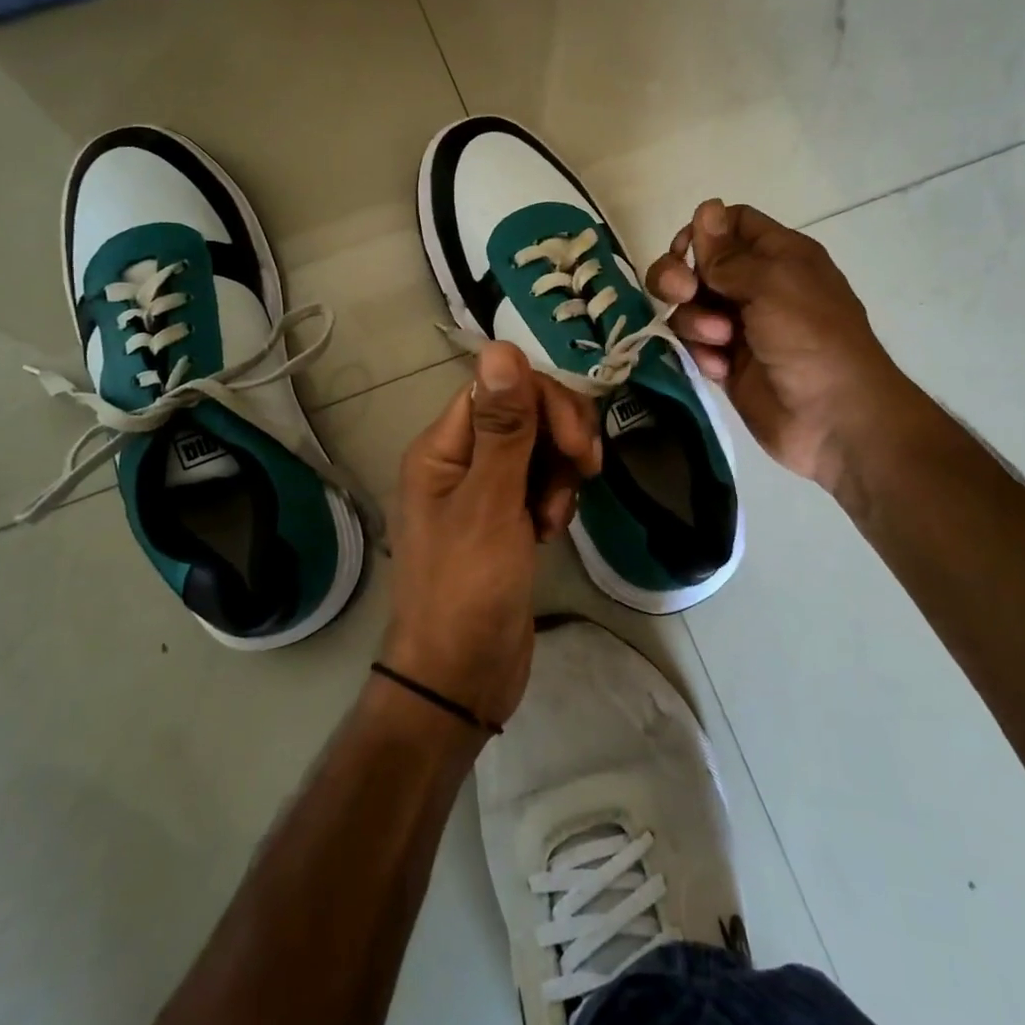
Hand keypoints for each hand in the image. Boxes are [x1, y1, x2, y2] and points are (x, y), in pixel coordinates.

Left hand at [382, 342, 602, 727]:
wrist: (460, 678)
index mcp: (442, 447)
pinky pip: (540, 484)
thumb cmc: (469, 588)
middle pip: (523, 413)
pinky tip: (551, 533)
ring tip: (553, 520)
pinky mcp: (505, 519)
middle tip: (582, 474)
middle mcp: (459, 460)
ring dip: (559, 476)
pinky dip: (554, 500)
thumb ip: (503, 427)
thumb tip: (501, 346)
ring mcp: (483, 491)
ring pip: (538, 449)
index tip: (578, 445)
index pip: (501, 388)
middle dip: (560, 439)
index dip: (545, 403)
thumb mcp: (490, 503)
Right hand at [646, 199, 911, 491]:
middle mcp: (757, 285)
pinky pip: (696, 345)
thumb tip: (705, 208)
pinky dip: (702, 353)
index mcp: (778, 256)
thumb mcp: (772, 283)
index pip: (730, 225)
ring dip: (694, 320)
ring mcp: (741, 326)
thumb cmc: (810, 337)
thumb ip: (728, 253)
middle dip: (679, 276)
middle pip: (699, 264)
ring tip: (718, 340)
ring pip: (690, 306)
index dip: (702, 233)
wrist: (834, 417)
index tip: (686, 252)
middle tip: (681, 293)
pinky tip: (720, 368)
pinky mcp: (728, 363)